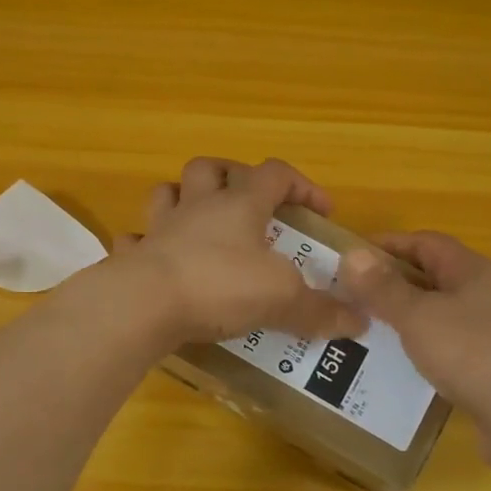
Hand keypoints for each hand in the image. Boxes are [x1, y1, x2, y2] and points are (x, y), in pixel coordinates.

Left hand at [112, 158, 366, 345]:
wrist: (144, 304)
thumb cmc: (220, 286)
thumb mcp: (282, 299)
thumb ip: (320, 310)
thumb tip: (358, 321)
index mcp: (239, 205)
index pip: (275, 173)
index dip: (302, 185)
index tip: (321, 210)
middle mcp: (198, 207)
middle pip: (211, 168)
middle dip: (232, 176)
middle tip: (248, 203)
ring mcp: (160, 229)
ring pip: (167, 192)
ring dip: (183, 199)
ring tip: (199, 221)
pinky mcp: (132, 258)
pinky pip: (135, 240)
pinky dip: (145, 246)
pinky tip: (156, 260)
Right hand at [340, 232, 490, 429]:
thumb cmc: (473, 354)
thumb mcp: (418, 317)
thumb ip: (383, 288)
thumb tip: (352, 254)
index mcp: (476, 271)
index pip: (427, 243)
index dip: (389, 245)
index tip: (353, 258)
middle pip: (439, 277)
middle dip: (397, 284)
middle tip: (356, 298)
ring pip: (448, 314)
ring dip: (413, 318)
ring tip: (374, 332)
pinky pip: (459, 347)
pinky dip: (431, 349)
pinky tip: (409, 367)